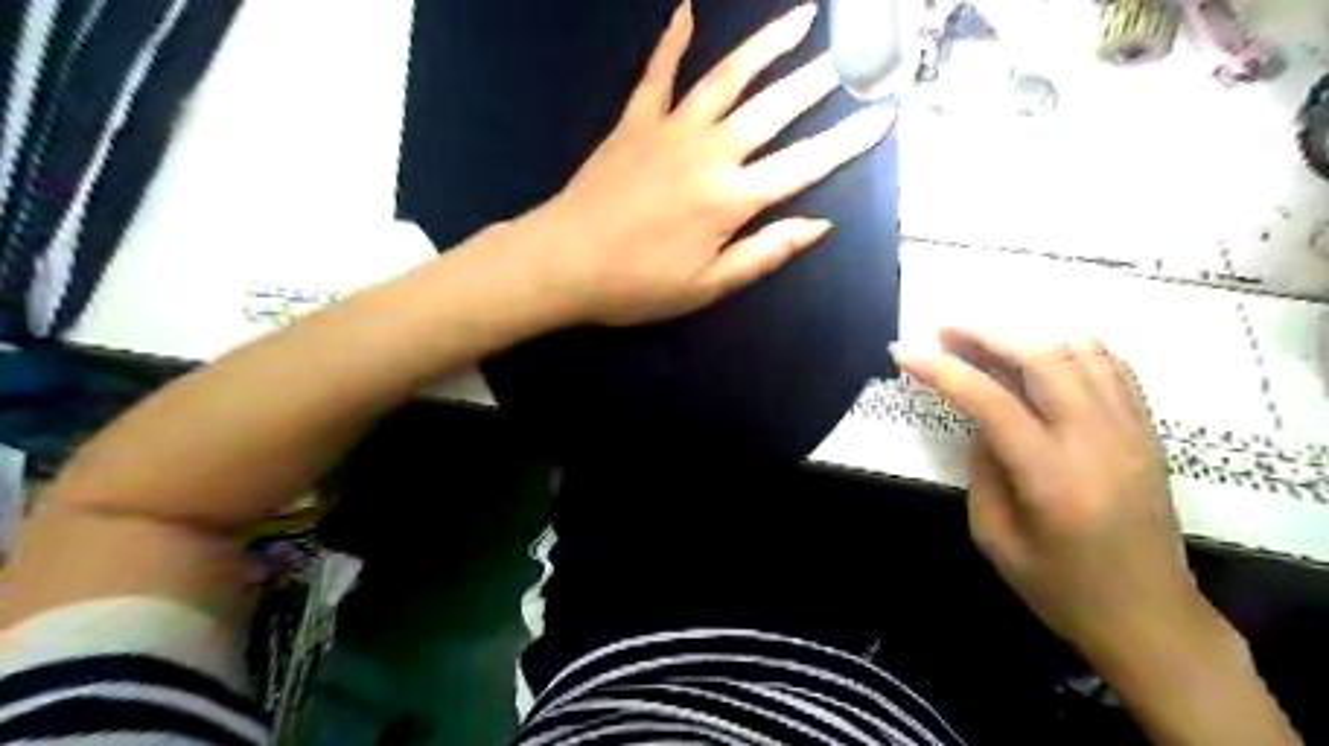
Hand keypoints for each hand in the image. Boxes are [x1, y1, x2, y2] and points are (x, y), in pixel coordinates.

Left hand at [531, 0, 891, 324]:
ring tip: (800, 18)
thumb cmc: (636, 284)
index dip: (847, 141)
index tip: (881, 117)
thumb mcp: (708, 286)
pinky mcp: (635, 122)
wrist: (562, 262)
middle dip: (819, 80)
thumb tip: (818, 225)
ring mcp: (670, 129)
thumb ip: (765, 253)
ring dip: (766, 45)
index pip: (804, 164)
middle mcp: (709, 151)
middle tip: (852, 55)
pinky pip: (658, 73)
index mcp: (730, 198)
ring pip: (728, 77)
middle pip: (774, 108)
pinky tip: (686, 10)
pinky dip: (673, 40)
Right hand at [892, 330, 1211, 660]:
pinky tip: (1041, 359)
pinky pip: (1112, 367)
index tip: (905, 353)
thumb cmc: (1062, 589)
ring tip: (988, 343)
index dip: (942, 370)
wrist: (1151, 619)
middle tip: (946, 330)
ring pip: (1081, 351)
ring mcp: (1131, 431)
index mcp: (1052, 476)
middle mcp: (1097, 440)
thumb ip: (982, 470)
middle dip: (986, 335)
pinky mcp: (1147, 432)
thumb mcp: (996, 539)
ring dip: (1027, 337)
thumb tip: (981, 424)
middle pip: (1043, 357)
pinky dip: (1070, 349)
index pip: (990, 401)